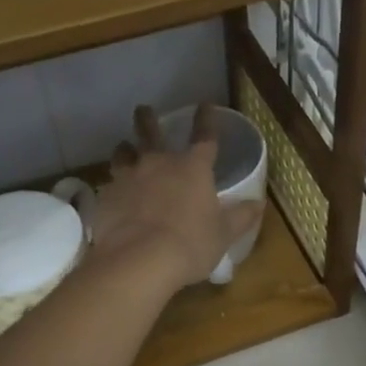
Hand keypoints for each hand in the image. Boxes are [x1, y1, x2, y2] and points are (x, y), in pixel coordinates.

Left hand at [94, 104, 262, 290]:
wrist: (139, 260)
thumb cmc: (191, 244)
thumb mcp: (223, 234)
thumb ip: (241, 216)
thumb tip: (259, 203)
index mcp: (193, 168)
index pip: (204, 137)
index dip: (206, 120)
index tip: (204, 105)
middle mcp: (158, 164)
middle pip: (151, 134)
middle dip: (147, 120)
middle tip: (143, 110)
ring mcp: (128, 179)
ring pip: (123, 154)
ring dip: (125, 149)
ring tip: (124, 147)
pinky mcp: (107, 198)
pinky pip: (110, 184)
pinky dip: (114, 185)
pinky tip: (113, 193)